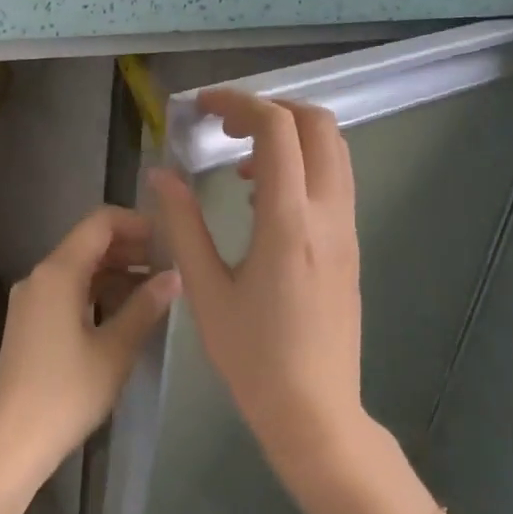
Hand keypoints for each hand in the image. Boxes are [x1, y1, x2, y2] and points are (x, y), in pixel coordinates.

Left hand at [0, 206, 180, 513]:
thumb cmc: (67, 393)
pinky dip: (98, 290)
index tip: (170, 238)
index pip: (99, 222)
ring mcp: (32, 299)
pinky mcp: (31, 321)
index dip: (137, 222)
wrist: (12, 440)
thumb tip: (174, 276)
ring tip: (156, 287)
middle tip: (170, 264)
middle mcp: (40, 276)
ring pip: (79, 267)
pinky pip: (69, 290)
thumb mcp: (115, 349)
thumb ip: (145, 306)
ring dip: (116, 270)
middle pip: (88, 242)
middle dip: (130, 247)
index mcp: (58, 272)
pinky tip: (126, 309)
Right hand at [148, 91, 370, 487]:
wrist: (314, 410)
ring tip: (239, 163)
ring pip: (333, 151)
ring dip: (289, 137)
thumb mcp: (206, 290)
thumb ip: (183, 224)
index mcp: (289, 222)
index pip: (277, 130)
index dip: (239, 103)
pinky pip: (333, 181)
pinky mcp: (351, 246)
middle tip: (225, 126)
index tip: (203, 107)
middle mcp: (328, 215)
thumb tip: (161, 174)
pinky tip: (262, 199)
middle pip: (319, 125)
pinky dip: (301, 166)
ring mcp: (347, 230)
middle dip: (271, 109)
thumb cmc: (252, 357)